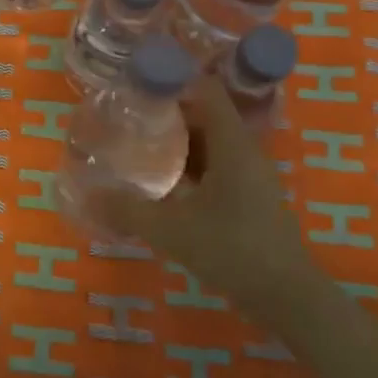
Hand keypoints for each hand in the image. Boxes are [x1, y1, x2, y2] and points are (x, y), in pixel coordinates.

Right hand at [86, 76, 303, 307]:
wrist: (288, 298)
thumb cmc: (234, 250)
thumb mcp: (172, 230)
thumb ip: (129, 210)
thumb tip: (89, 195)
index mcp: (231, 144)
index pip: (205, 90)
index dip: (173, 79)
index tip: (138, 82)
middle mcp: (243, 151)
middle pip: (204, 114)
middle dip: (166, 112)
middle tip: (128, 114)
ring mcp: (248, 175)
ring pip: (209, 143)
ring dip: (177, 141)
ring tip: (137, 142)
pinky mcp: (248, 197)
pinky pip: (214, 166)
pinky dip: (188, 166)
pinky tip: (162, 182)